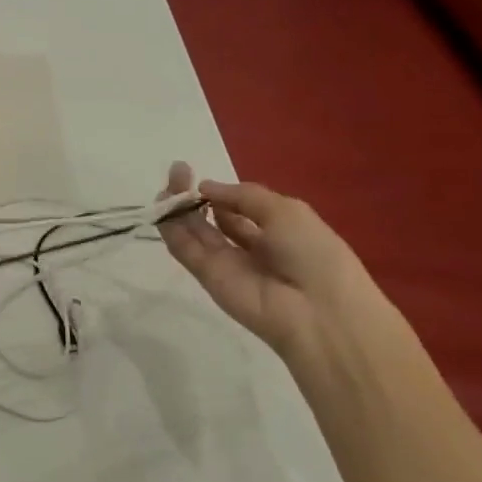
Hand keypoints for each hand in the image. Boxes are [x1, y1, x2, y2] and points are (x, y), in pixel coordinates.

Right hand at [157, 162, 377, 356]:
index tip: (199, 176)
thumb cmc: (312, 253)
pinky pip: (185, 250)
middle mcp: (248, 245)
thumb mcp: (285, 211)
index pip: (238, 208)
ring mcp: (226, 262)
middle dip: (194, 195)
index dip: (219, 192)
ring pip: (194, 232)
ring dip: (178, 209)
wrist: (317, 310)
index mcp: (275, 229)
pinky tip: (164, 208)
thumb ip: (242, 196)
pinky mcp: (207, 277)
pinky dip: (172, 230)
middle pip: (212, 218)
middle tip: (177, 172)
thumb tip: (204, 187)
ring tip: (166, 187)